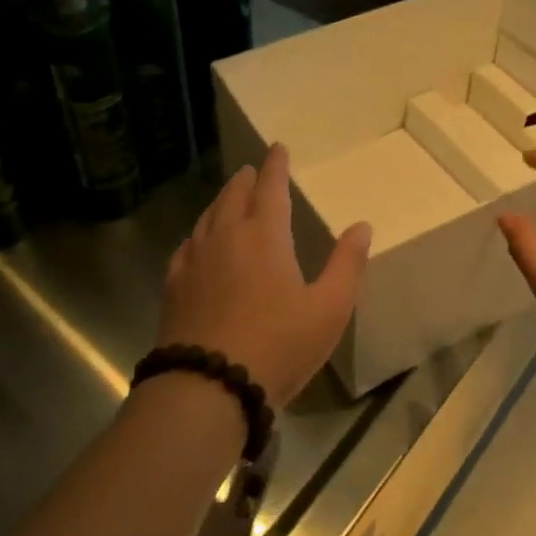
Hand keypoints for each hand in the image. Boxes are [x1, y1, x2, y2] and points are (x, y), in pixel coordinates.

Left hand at [158, 143, 371, 408]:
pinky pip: (187, 245)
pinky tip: (198, 242)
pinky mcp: (174, 285)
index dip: (276, 166)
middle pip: (233, 196)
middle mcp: (226, 237)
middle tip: (252, 170)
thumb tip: (361, 226)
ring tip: (229, 197)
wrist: (208, 386)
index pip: (271, 188)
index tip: (277, 149)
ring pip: (208, 216)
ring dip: (221, 201)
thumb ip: (347, 264)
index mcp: (264, 236)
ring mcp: (195, 260)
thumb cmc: (278, 345)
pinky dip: (199, 233)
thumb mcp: (329, 309)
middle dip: (246, 180)